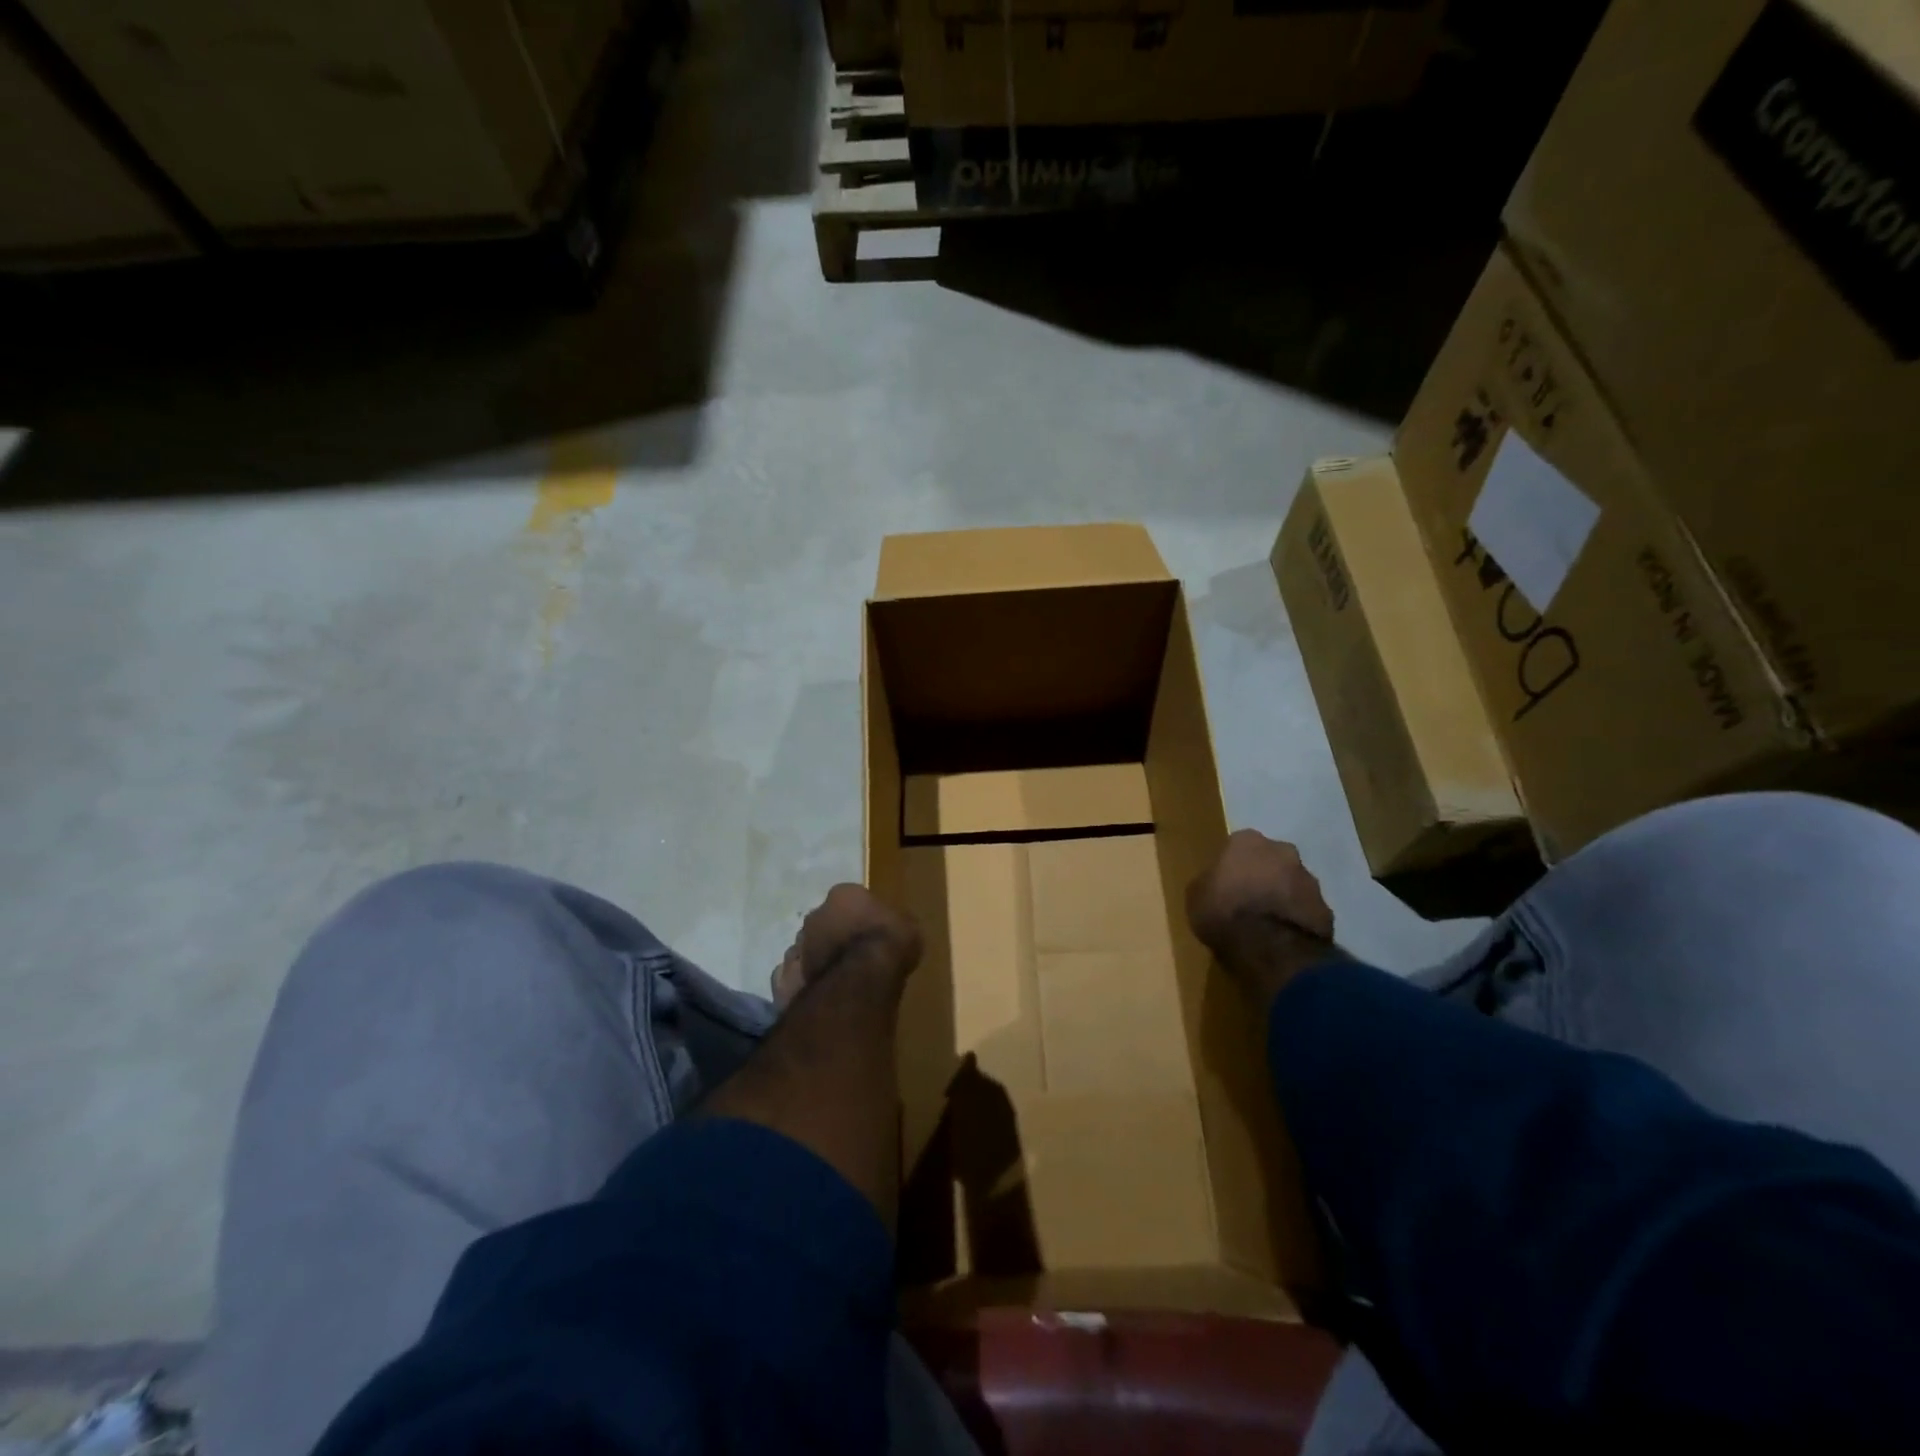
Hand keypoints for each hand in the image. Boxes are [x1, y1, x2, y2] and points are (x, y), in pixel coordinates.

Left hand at [773, 883, 921, 1008]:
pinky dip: (801, 983)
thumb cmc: (889, 943)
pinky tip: (816, 993)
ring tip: (835, 978)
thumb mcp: (908, 926)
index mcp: (843, 895)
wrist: (863, 980)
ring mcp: (798, 946)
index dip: (860, 916)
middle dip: (833, 935)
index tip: (871, 932)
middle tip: (852, 955)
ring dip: (816, 958)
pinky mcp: (786, 977)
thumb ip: (894, 923)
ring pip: (805, 949)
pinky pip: (792, 977)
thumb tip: (893, 929)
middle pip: (823, 922)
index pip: (849, 899)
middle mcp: (815, 915)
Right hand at [1186, 832, 1335, 1003]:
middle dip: (1264, 876)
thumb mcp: (1196, 895)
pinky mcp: (1326, 909)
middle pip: (1271, 861)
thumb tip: (1216, 883)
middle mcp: (1283, 851)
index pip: (1238, 847)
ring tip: (1268, 924)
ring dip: (1283, 897)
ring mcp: (1310, 879)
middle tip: (1249, 901)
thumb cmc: (1224, 911)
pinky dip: (1297, 920)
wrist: (1269, 946)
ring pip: (1293, 884)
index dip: (1232, 867)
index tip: (1226, 885)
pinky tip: (1284, 938)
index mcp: (1247, 841)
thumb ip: (1209, 882)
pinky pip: (1306, 911)